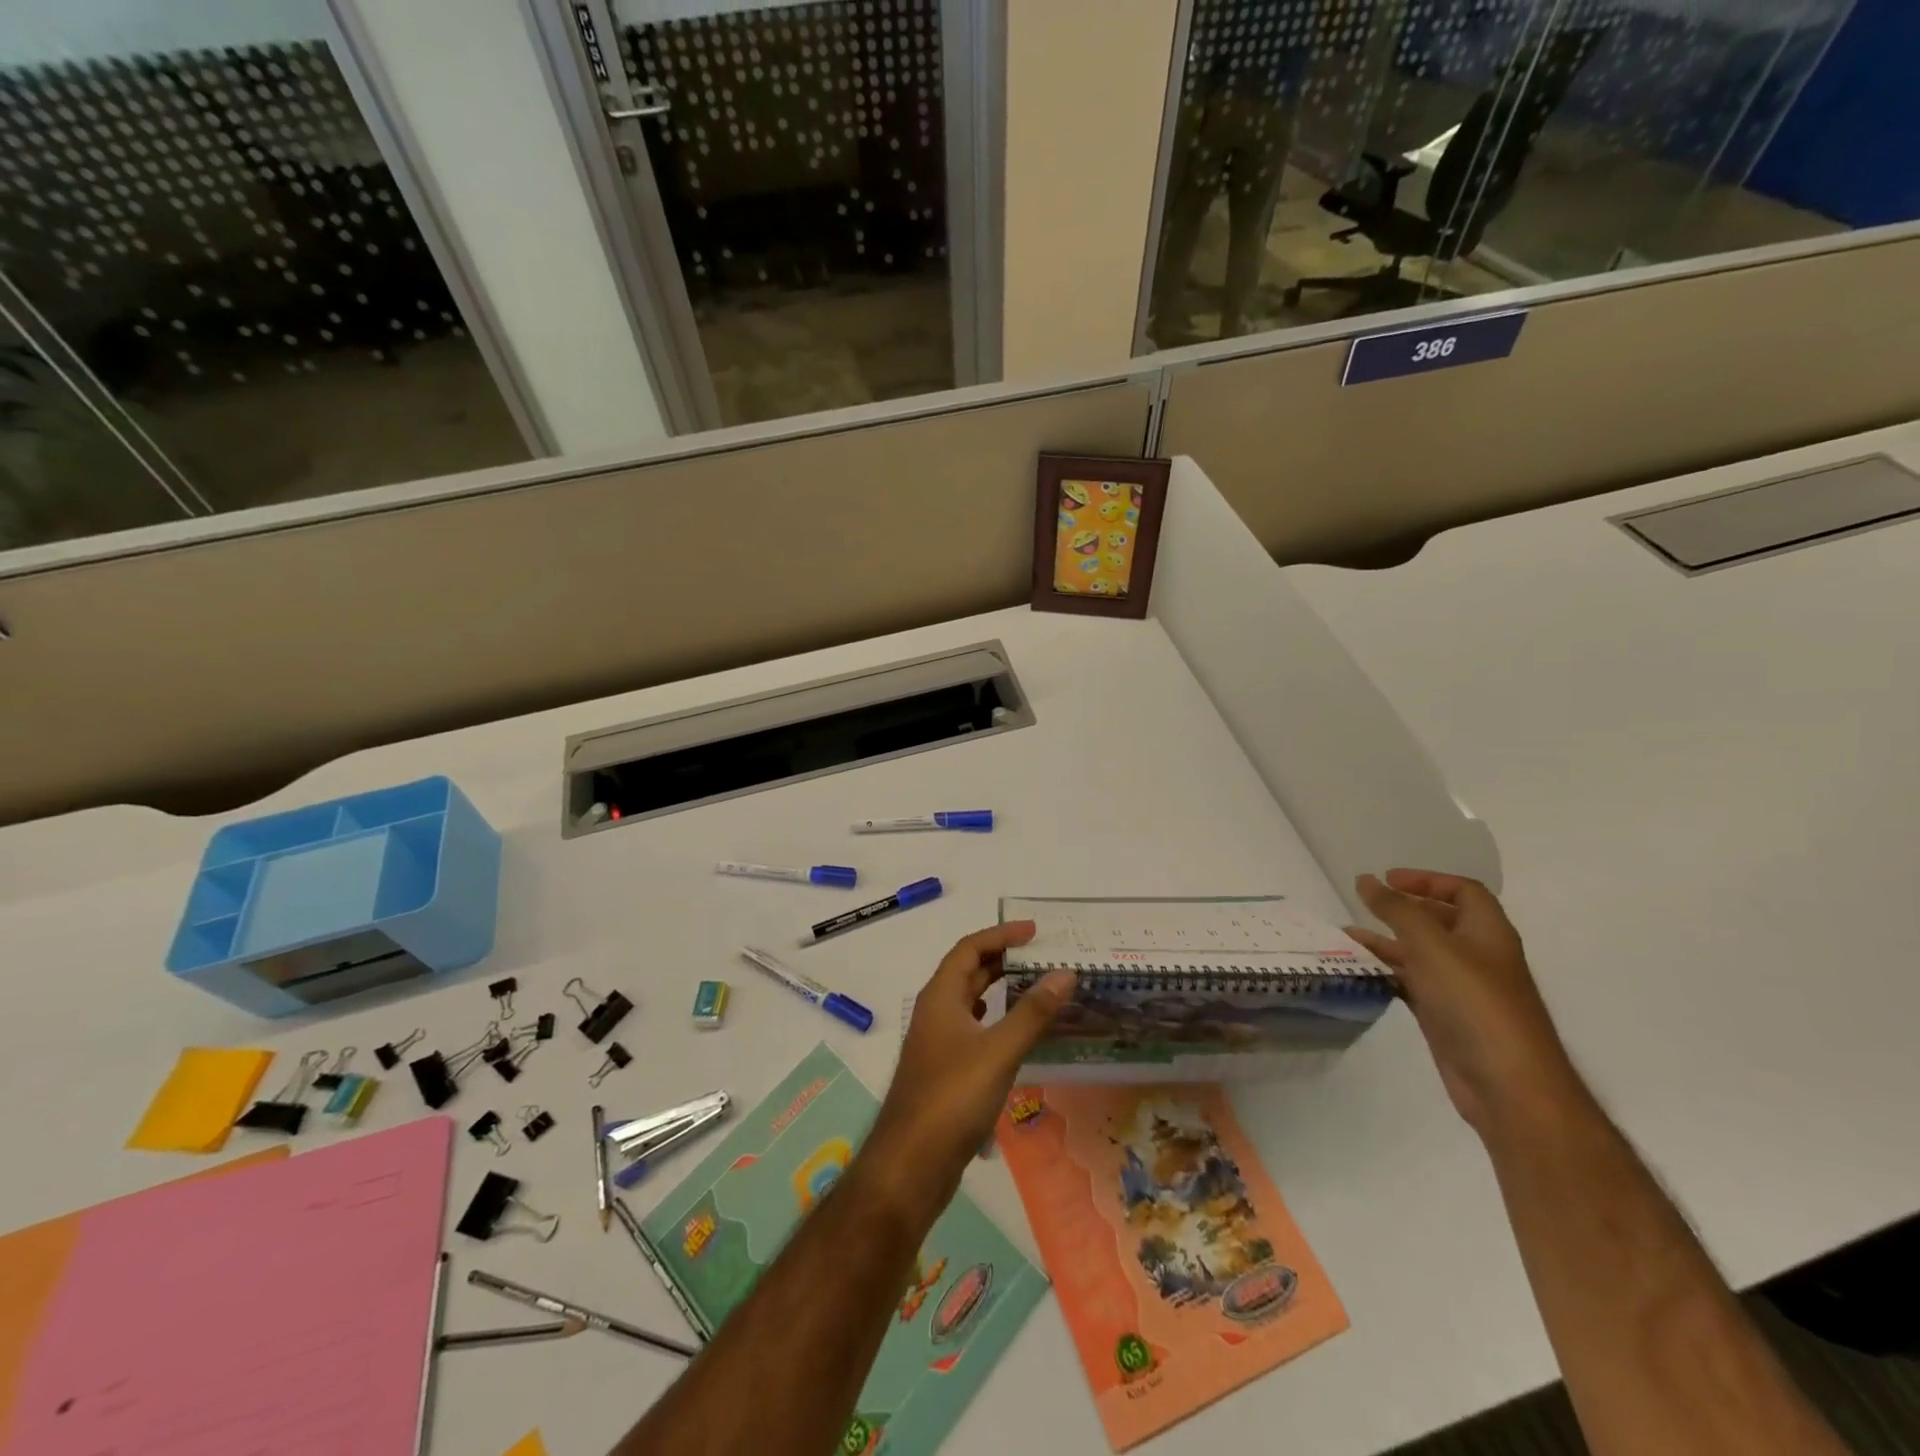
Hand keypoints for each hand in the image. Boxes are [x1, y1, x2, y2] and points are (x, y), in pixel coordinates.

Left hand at [864, 922, 1075, 1213]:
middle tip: (1041, 956)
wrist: (911, 1164)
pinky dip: (995, 1020)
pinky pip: (973, 1029)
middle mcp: (936, 1012)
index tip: (1035, 932)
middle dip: (1003, 958)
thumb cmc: (952, 1098)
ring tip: (1036, 986)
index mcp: (941, 997)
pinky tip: (1015, 1032)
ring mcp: (938, 1043)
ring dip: (999, 988)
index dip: (1001, 934)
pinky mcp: (945, 1070)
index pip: (969, 948)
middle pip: (969, 971)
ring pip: (970, 1002)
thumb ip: (1032, 1013)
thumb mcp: (999, 1052)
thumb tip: (1064, 973)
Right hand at [1347, 870, 1580, 1138]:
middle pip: (1441, 921)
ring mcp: (1462, 989)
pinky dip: (1388, 972)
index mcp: (1488, 933)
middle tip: (1365, 905)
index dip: (1427, 880)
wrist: (1508, 1085)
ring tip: (1348, 936)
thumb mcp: (1431, 945)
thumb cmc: (1474, 1002)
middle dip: (1403, 910)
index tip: (1387, 879)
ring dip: (1388, 941)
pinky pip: (1413, 983)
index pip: (1463, 891)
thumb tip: (1366, 879)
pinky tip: (1361, 969)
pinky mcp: (1447, 1017)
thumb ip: (1396, 910)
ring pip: (1422, 953)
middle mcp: (1478, 956)